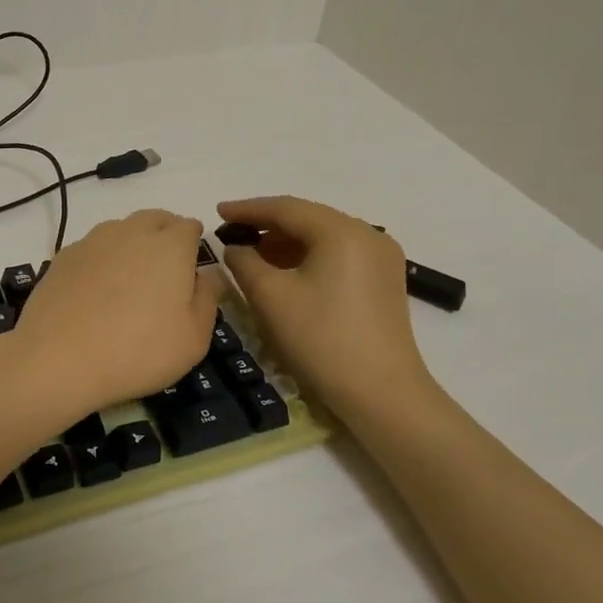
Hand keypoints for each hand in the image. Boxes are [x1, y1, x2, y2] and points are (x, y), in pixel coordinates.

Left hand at [5, 210, 221, 423]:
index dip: (194, 244)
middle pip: (155, 219)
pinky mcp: (64, 256)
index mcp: (170, 245)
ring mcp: (93, 241)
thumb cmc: (138, 350)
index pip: (190, 226)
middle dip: (165, 235)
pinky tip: (96, 291)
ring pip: (121, 229)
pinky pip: (93, 248)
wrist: (58, 358)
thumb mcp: (193, 338)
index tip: (192, 268)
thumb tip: (207, 275)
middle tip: (165, 271)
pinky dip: (101, 260)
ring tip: (129, 281)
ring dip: (131, 245)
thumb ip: (207, 299)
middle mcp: (131, 231)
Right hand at [217, 196, 432, 420]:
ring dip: (286, 243)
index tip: (217, 212)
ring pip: (323, 237)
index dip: (248, 209)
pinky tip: (285, 272)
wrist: (381, 394)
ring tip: (253, 255)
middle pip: (308, 219)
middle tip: (232, 234)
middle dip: (267, 226)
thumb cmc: (321, 339)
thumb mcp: (270, 297)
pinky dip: (308, 257)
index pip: (286, 208)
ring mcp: (381, 257)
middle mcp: (368, 234)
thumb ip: (244, 262)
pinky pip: (338, 255)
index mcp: (342, 231)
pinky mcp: (384, 280)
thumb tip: (236, 247)